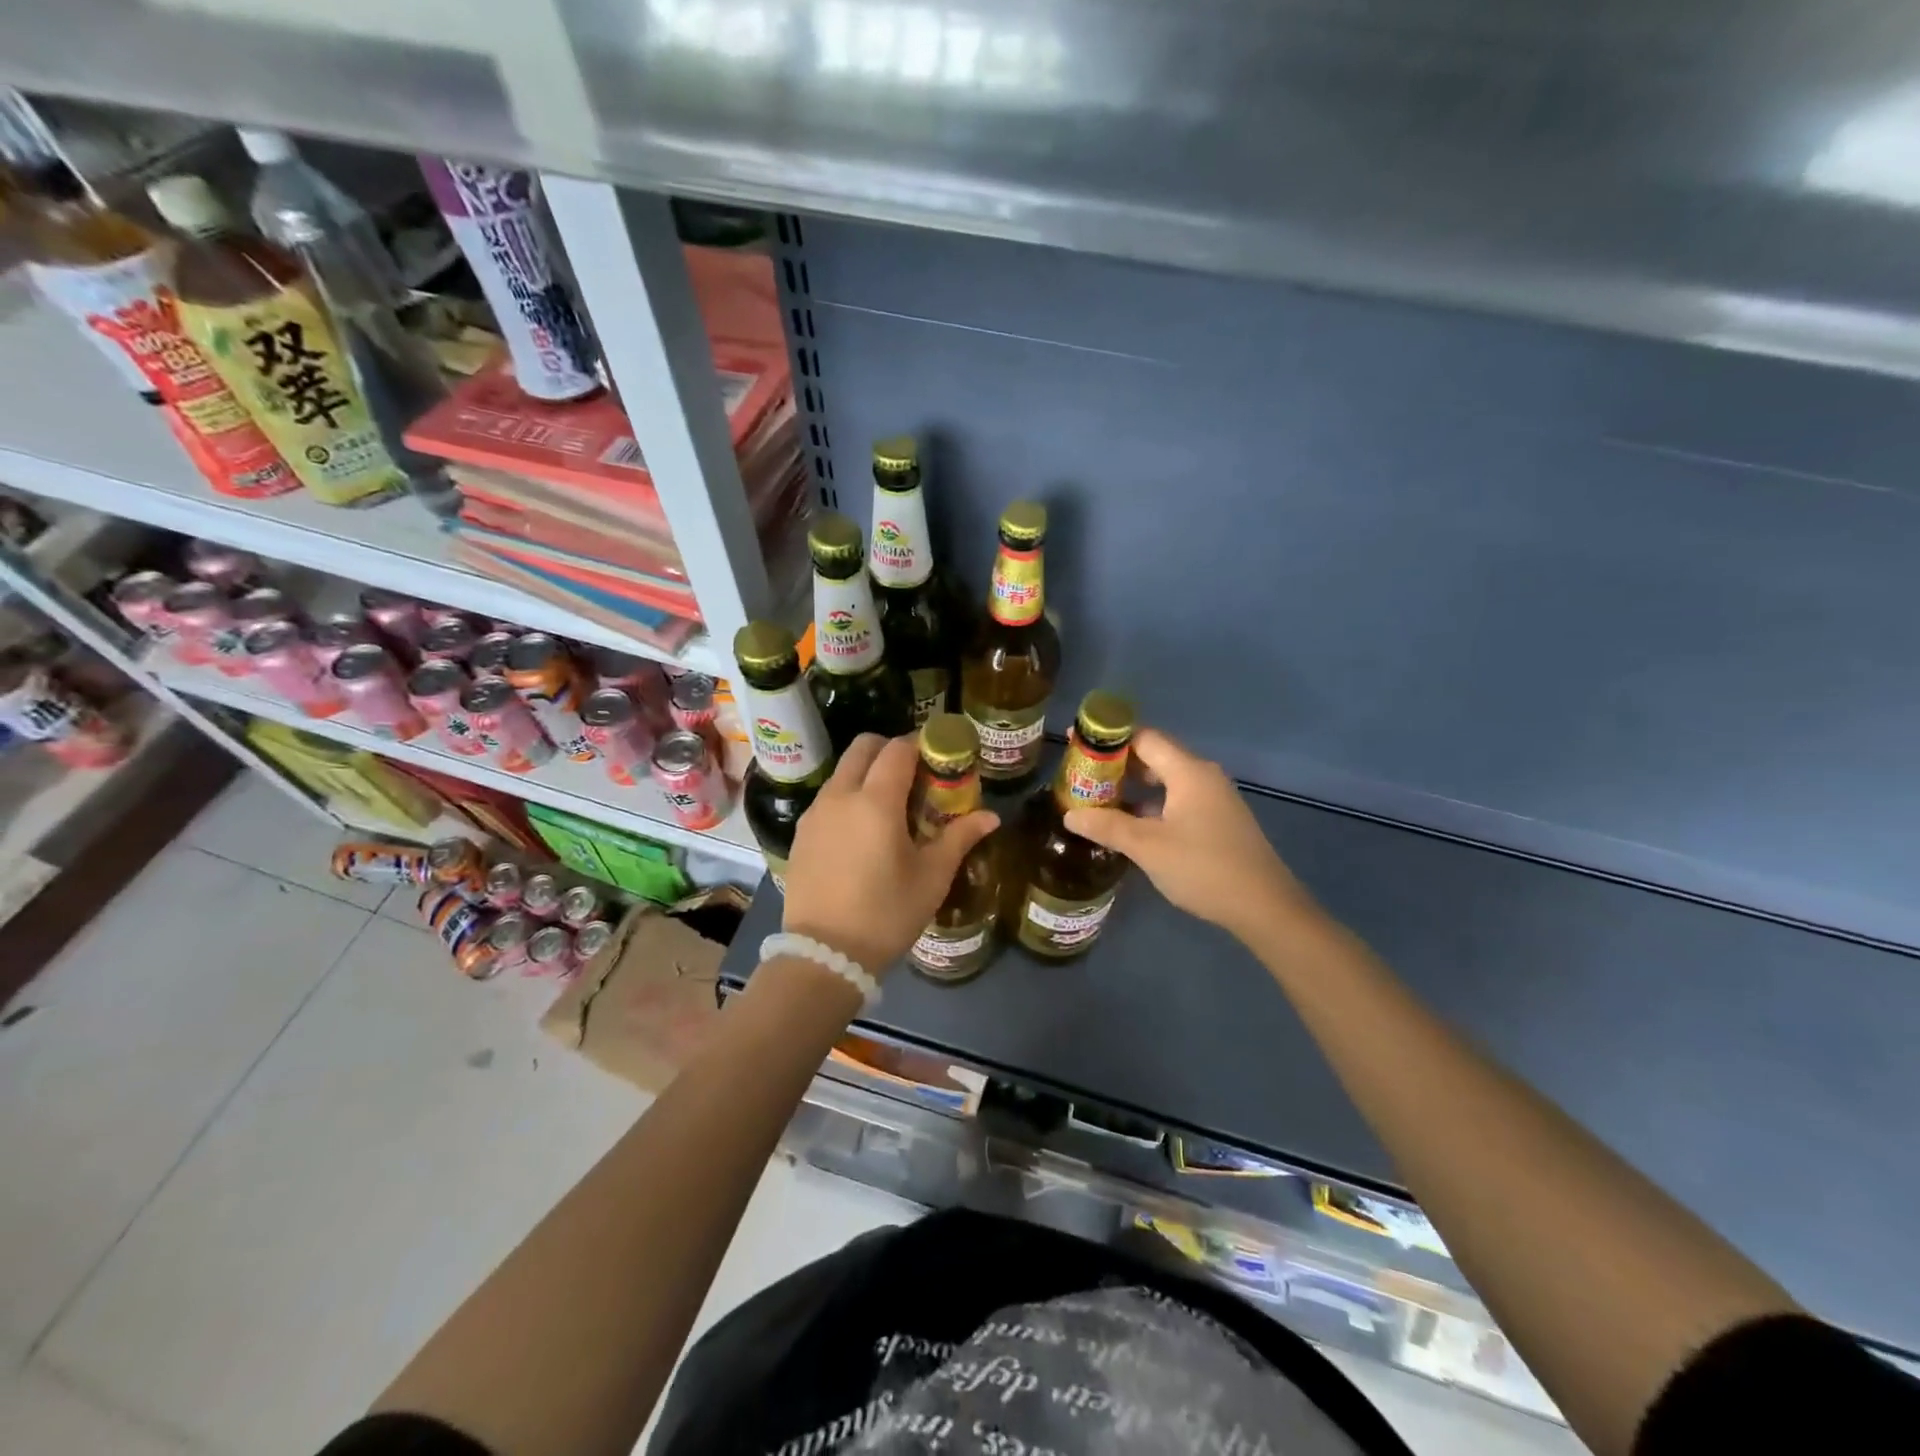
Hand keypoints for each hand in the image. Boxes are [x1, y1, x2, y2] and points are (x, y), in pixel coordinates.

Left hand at [782, 733, 999, 974]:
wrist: (824, 955)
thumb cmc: (887, 913)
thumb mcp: (932, 877)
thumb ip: (960, 838)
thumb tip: (991, 817)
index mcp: (876, 801)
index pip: (898, 749)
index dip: (921, 744)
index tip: (939, 755)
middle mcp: (840, 795)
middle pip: (863, 747)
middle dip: (890, 749)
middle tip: (915, 774)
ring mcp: (815, 813)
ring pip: (843, 771)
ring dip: (867, 772)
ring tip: (890, 805)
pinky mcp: (801, 833)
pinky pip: (828, 797)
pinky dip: (848, 796)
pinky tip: (863, 830)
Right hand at [1063, 727, 1315, 943]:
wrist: (1264, 907)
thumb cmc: (1203, 868)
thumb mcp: (1148, 848)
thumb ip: (1108, 826)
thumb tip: (1070, 815)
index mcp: (1188, 772)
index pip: (1144, 738)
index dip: (1109, 740)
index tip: (1078, 747)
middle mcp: (1203, 776)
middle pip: (1154, 756)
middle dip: (1117, 765)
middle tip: (1082, 778)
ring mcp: (1214, 799)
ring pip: (1165, 781)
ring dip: (1133, 788)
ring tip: (1099, 801)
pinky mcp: (1218, 820)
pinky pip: (1177, 800)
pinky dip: (1151, 805)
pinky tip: (1132, 826)